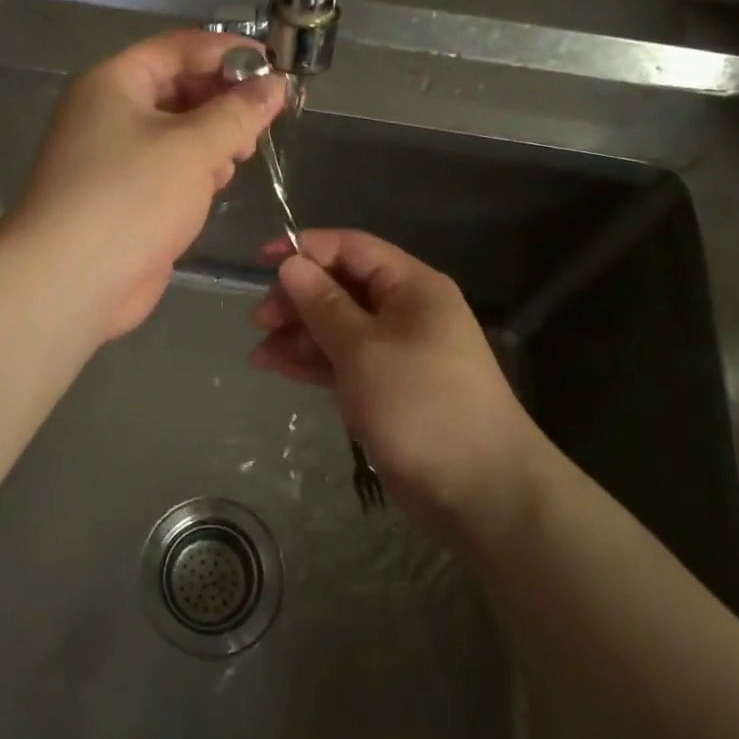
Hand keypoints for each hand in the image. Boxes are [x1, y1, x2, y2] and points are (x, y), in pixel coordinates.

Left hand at [5, 30, 284, 341]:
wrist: (71, 281)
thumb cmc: (131, 197)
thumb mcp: (193, 147)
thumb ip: (238, 113)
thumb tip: (275, 84)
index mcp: (114, 82)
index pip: (178, 48)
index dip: (228, 51)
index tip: (274, 66)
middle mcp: (109, 112)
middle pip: (179, 88)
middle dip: (224, 101)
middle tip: (263, 120)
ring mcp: (115, 157)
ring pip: (177, 131)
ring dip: (213, 138)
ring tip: (241, 156)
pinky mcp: (125, 196)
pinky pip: (169, 168)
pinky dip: (196, 170)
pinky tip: (216, 185)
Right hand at [249, 229, 545, 536]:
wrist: (479, 489)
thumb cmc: (420, 403)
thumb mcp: (363, 348)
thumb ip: (323, 304)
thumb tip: (290, 263)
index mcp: (411, 286)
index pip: (351, 248)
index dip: (306, 249)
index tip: (261, 262)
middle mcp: (405, 311)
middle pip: (341, 288)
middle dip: (297, 299)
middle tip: (260, 322)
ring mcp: (396, 351)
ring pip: (337, 327)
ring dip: (298, 335)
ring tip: (259, 354)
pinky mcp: (387, 387)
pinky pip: (342, 361)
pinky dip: (312, 362)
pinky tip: (276, 368)